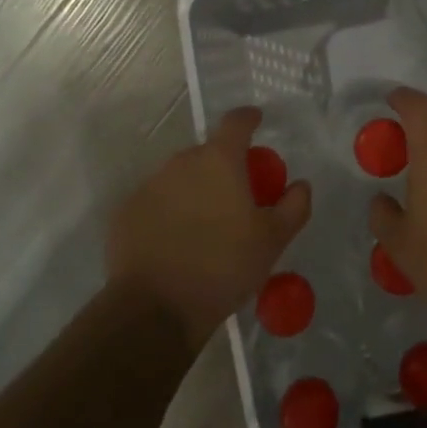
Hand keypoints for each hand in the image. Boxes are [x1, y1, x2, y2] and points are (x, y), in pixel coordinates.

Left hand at [108, 107, 312, 350]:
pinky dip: (169, 213)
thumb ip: (294, 206)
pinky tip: (177, 243)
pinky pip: (156, 203)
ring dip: (196, 191)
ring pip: (180, 178)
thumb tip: (300, 184)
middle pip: (207, 153)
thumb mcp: (273, 240)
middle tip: (238, 198)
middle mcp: (180, 163)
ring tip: (206, 227)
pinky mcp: (126, 213)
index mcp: (218, 161)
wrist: (156, 309)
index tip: (257, 121)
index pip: (236, 122)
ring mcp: (149, 186)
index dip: (249, 118)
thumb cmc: (223, 267)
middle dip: (224, 167)